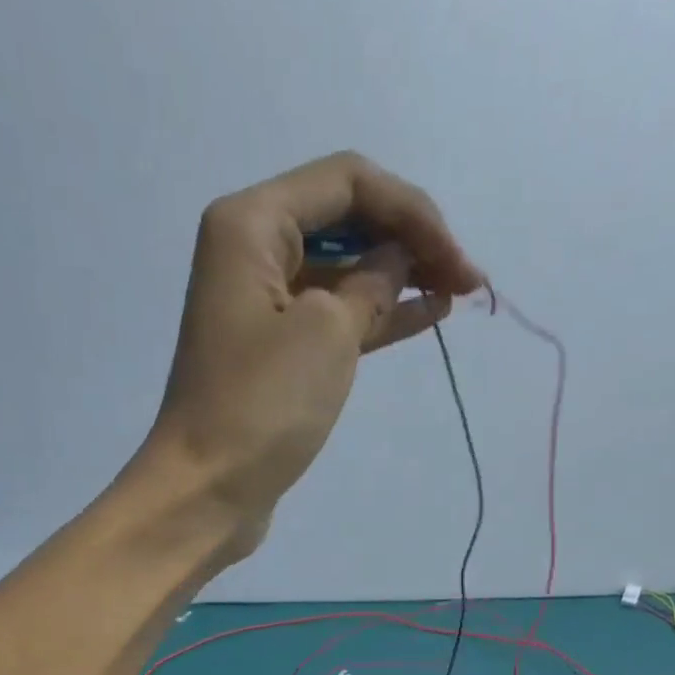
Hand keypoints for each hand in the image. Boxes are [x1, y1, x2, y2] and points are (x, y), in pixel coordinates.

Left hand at [139, 152, 484, 558]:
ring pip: (345, 273)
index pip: (347, 183)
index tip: (456, 261)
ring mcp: (265, 308)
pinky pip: (335, 319)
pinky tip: (426, 316)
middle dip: (409, 242)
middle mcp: (253, 253)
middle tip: (466, 279)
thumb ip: (373, 283)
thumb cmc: (261, 405)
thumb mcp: (327, 332)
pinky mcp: (277, 356)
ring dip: (400, 279)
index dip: (411, 212)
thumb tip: (396, 261)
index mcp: (252, 224)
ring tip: (457, 295)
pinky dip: (378, 316)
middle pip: (346, 222)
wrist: (208, 491)